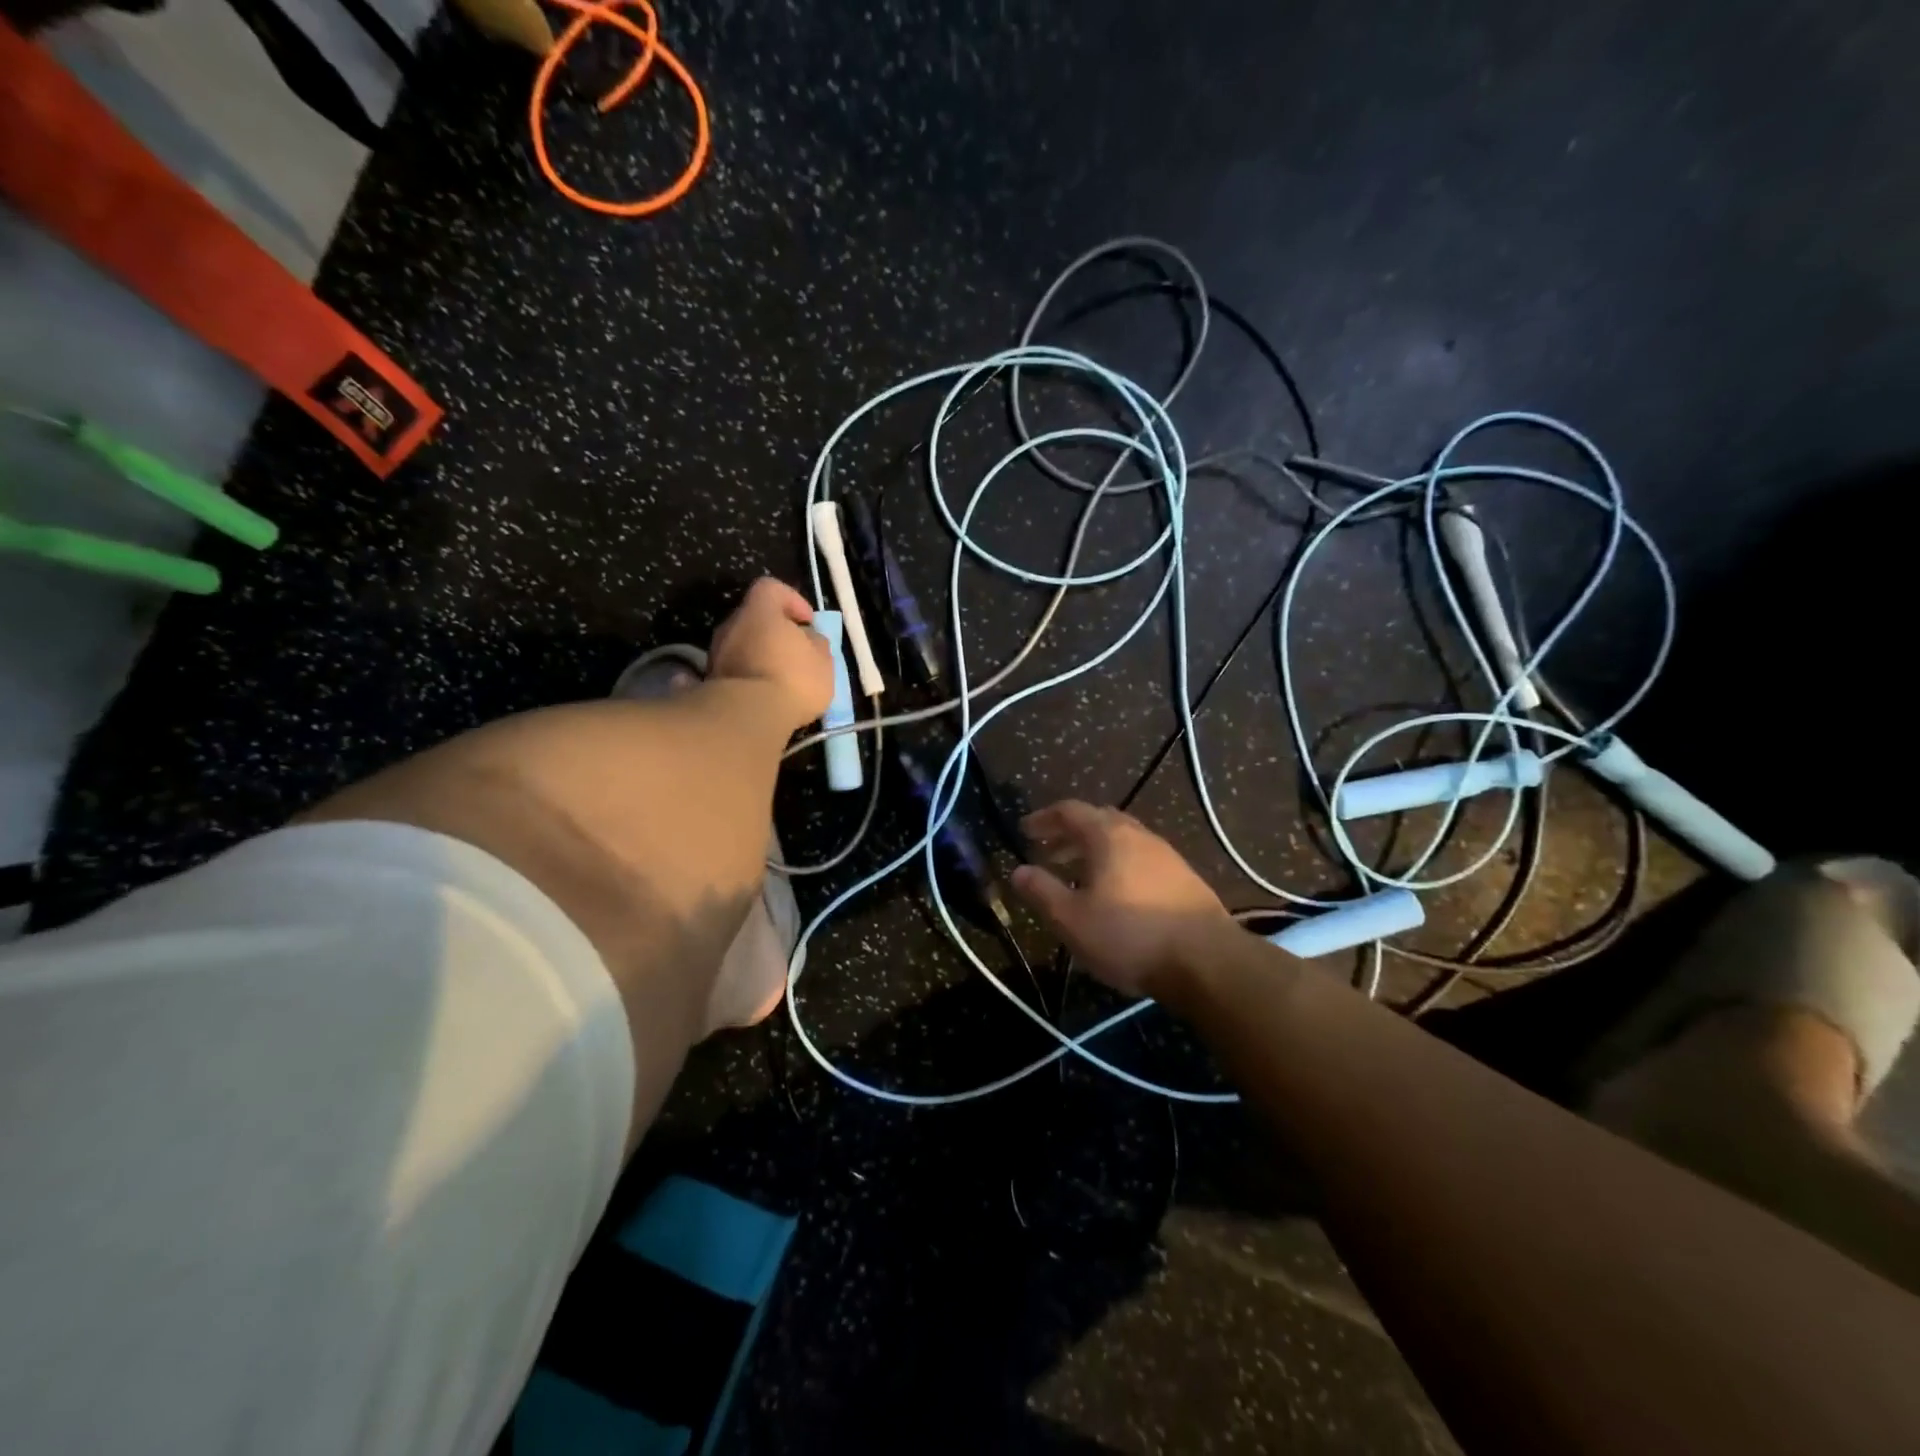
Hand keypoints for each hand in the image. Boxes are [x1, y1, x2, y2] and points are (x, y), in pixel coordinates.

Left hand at [708, 577, 834, 732]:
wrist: (748, 717)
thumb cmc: (793, 679)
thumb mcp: (823, 660)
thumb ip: (816, 642)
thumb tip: (809, 639)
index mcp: (759, 610)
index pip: (772, 588)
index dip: (793, 600)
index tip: (808, 623)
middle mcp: (731, 625)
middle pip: (754, 619)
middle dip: (775, 633)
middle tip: (796, 654)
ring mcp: (715, 654)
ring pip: (742, 646)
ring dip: (760, 657)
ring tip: (780, 681)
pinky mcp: (708, 682)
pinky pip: (733, 671)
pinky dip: (747, 678)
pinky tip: (761, 697)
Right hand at [1011, 800, 1229, 996]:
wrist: (1207, 961)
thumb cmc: (1130, 936)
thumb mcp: (1072, 919)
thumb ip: (1041, 891)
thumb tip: (1018, 871)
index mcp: (1108, 836)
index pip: (1070, 810)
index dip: (1044, 818)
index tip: (1024, 831)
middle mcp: (1138, 835)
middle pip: (1098, 820)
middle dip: (1069, 833)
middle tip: (1047, 852)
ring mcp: (1166, 855)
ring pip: (1122, 840)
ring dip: (1095, 850)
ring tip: (1077, 875)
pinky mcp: (1184, 878)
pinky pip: (1141, 858)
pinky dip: (1118, 864)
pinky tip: (1115, 894)